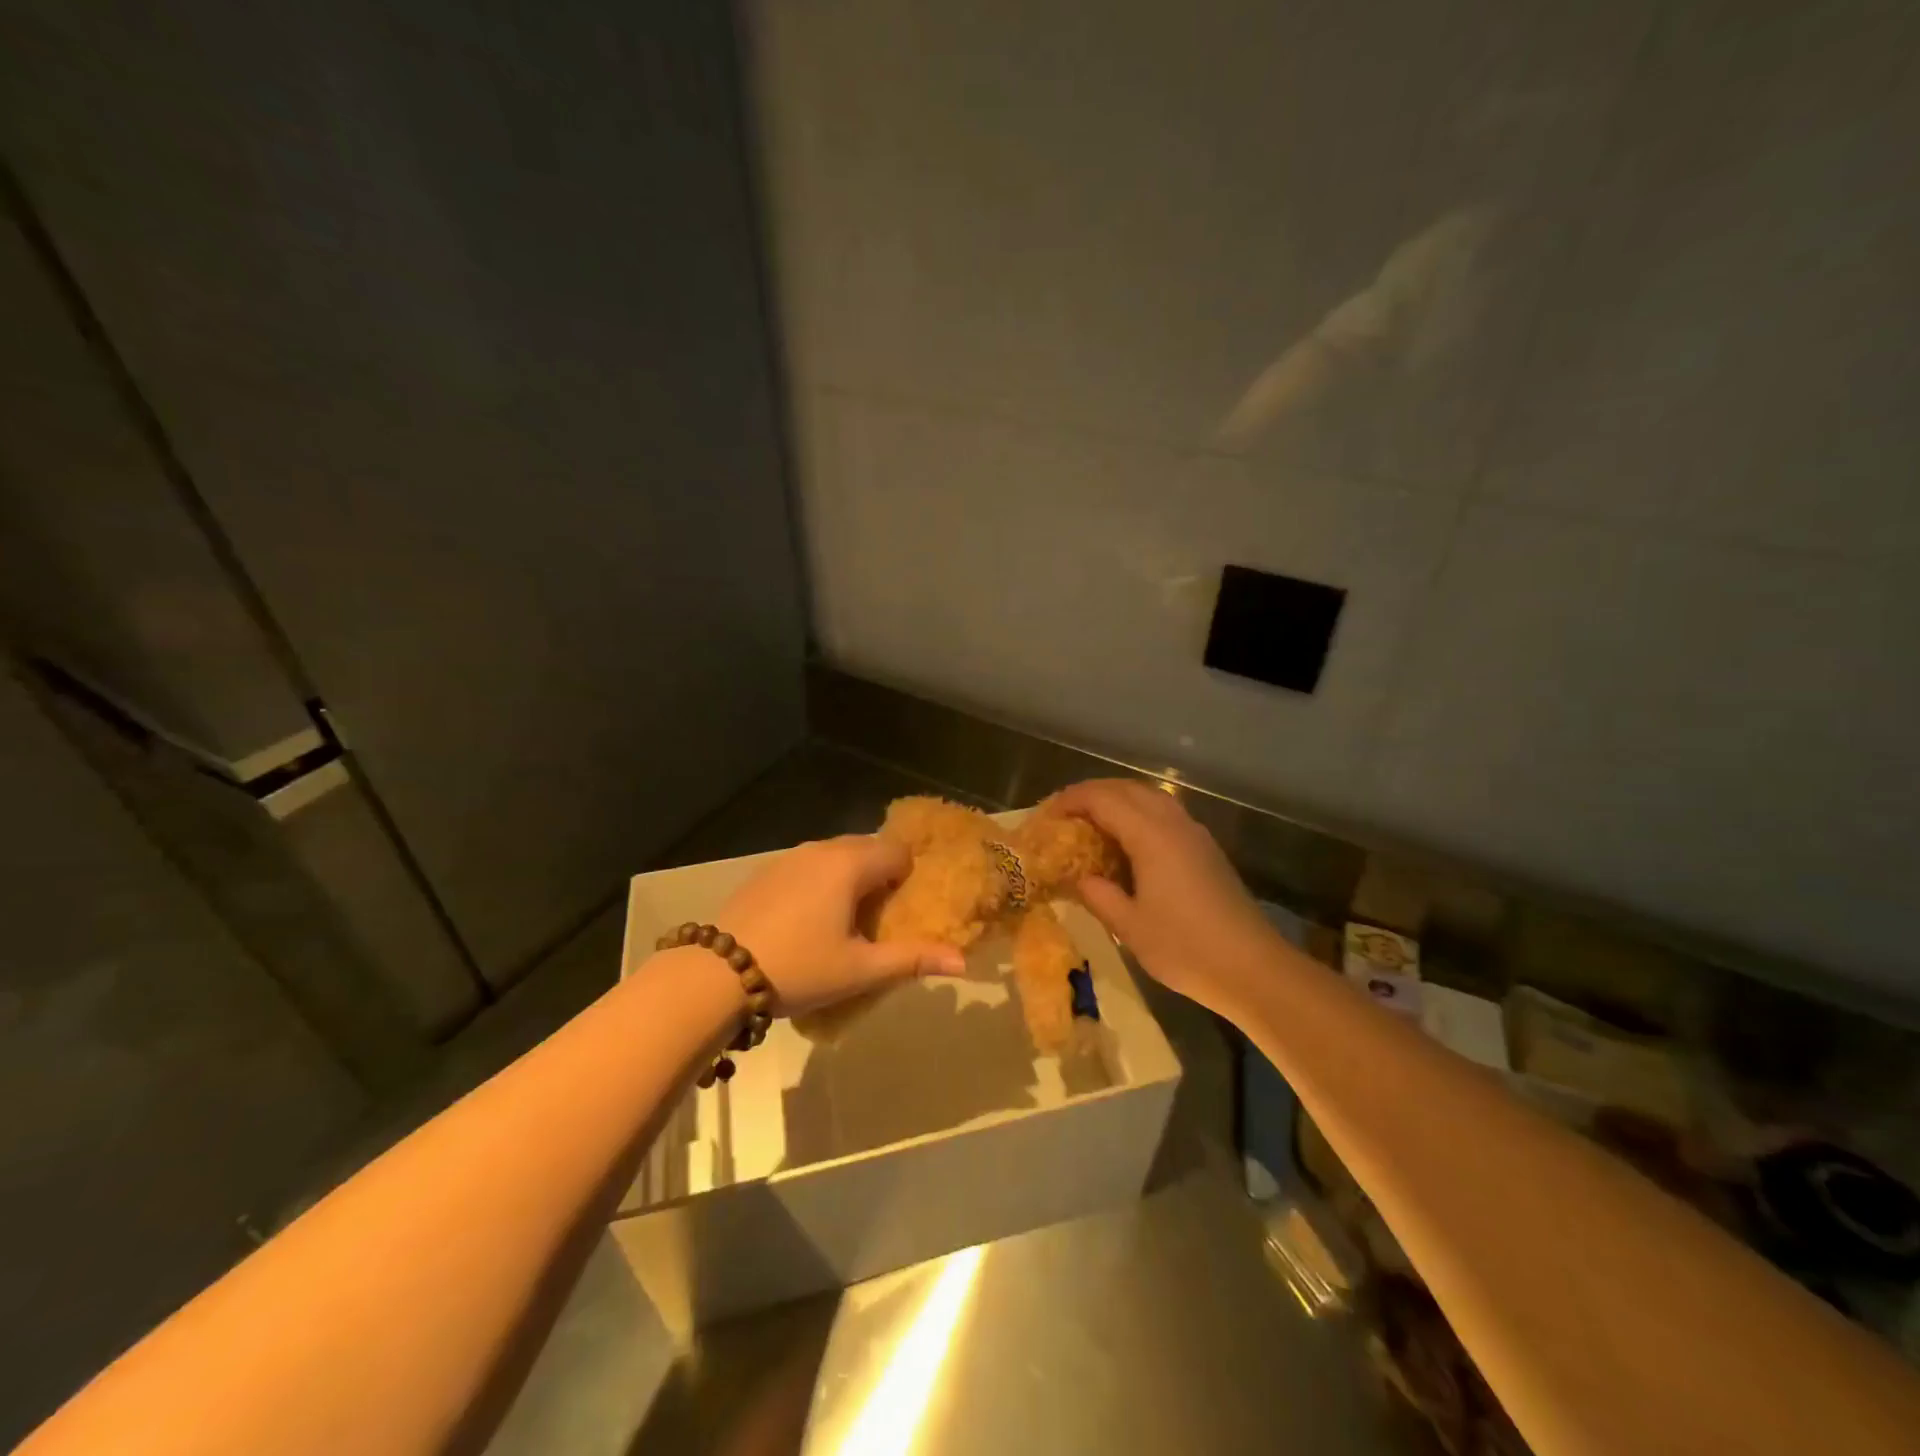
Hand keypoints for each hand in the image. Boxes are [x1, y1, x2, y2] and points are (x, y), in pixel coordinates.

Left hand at [713, 835, 965, 1014]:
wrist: (715, 974)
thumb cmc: (798, 968)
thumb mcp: (859, 969)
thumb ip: (912, 959)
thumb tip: (963, 962)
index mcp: (850, 864)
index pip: (898, 852)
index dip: (909, 879)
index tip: (904, 912)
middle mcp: (821, 849)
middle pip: (867, 850)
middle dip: (880, 878)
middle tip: (878, 921)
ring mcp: (789, 857)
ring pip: (836, 856)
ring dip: (849, 880)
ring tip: (843, 923)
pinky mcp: (765, 871)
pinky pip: (808, 866)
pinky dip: (820, 883)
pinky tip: (806, 921)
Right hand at [1044, 779, 1279, 1015]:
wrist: (1252, 968)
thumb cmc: (1186, 948)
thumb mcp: (1129, 927)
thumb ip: (1099, 895)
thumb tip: (1080, 878)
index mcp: (1151, 835)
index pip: (1103, 798)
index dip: (1070, 800)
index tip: (1046, 816)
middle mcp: (1173, 823)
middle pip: (1126, 788)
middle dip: (1091, 794)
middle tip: (1064, 815)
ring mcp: (1193, 834)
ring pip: (1149, 797)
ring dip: (1116, 800)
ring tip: (1091, 824)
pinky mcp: (1205, 849)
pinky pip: (1164, 813)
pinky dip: (1137, 814)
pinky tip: (1127, 843)